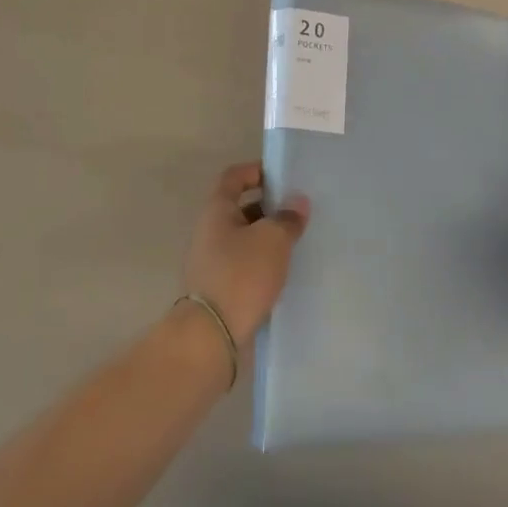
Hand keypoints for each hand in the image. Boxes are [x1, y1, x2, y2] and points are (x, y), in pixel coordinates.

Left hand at [183, 162, 309, 346]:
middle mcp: (210, 231)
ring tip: (297, 241)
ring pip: (244, 238)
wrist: (211, 335)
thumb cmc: (241, 275)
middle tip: (298, 210)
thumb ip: (287, 218)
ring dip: (267, 236)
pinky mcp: (219, 287)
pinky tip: (285, 270)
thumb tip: (297, 202)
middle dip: (269, 206)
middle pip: (240, 208)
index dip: (256, 170)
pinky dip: (263, 261)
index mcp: (217, 210)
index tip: (283, 175)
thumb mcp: (272, 240)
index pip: (234, 177)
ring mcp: (212, 261)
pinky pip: (244, 263)